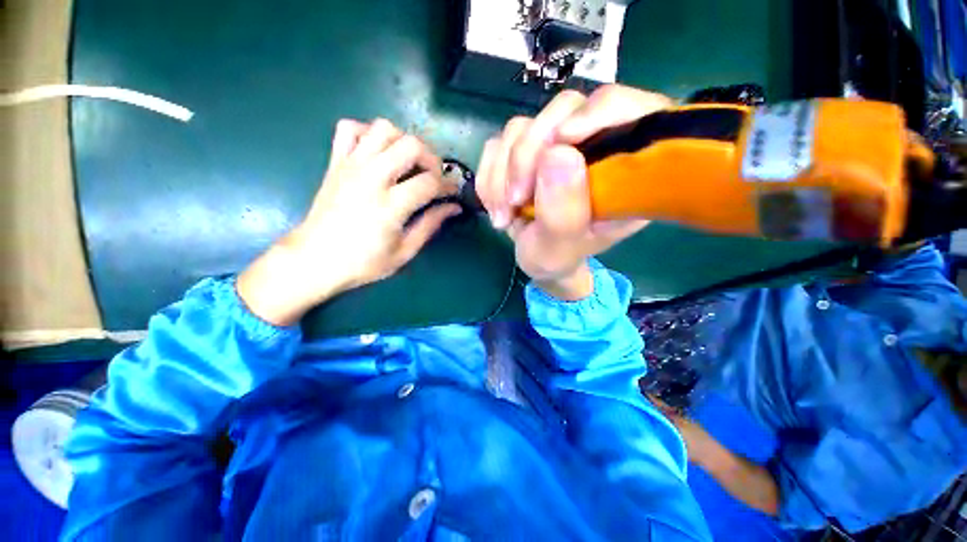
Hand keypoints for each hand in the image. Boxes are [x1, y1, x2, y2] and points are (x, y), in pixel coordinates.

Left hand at [238, 119, 460, 325]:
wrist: (314, 260)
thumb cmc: (363, 262)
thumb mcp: (404, 251)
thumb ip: (430, 225)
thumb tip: (453, 208)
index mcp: (390, 205)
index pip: (430, 182)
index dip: (448, 185)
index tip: (453, 192)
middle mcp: (371, 178)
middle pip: (411, 145)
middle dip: (431, 157)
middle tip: (433, 176)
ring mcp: (351, 166)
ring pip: (383, 128)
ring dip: (403, 140)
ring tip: (408, 162)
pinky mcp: (335, 162)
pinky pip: (350, 128)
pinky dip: (368, 133)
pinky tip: (377, 152)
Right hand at [476, 85, 672, 298]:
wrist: (535, 257)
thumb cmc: (557, 257)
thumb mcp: (560, 249)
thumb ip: (564, 211)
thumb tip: (558, 153)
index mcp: (623, 169)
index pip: (629, 110)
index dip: (597, 112)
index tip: (562, 140)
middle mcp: (592, 145)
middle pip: (563, 110)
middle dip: (527, 158)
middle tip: (515, 201)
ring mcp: (556, 144)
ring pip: (521, 128)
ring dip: (502, 174)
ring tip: (504, 213)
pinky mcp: (526, 149)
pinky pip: (498, 144)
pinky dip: (489, 176)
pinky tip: (496, 204)